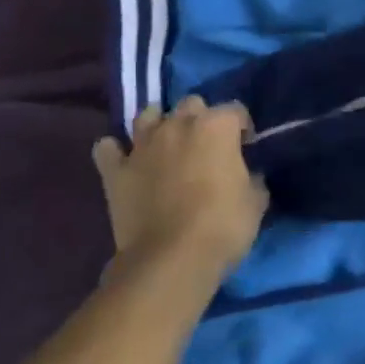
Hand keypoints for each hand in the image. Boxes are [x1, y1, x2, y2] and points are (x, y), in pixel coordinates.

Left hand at [91, 97, 267, 279]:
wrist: (170, 259)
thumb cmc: (222, 225)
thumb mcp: (256, 202)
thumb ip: (252, 178)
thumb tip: (249, 175)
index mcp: (216, 126)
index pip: (236, 110)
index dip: (243, 128)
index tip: (246, 148)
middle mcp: (178, 125)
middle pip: (191, 104)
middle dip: (200, 119)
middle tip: (207, 146)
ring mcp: (142, 145)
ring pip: (147, 115)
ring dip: (158, 125)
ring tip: (167, 145)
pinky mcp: (115, 171)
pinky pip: (107, 148)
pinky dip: (115, 151)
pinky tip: (124, 160)